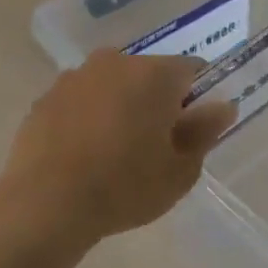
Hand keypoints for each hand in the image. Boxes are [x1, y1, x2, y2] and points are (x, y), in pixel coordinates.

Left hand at [2, 52, 237, 241]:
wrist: (45, 204)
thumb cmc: (125, 187)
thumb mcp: (180, 171)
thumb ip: (204, 132)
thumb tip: (222, 107)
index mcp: (154, 74)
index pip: (192, 70)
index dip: (199, 98)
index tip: (192, 131)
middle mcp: (114, 63)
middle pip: (149, 75)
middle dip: (157, 102)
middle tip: (155, 147)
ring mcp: (74, 78)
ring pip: (112, 86)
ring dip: (120, 107)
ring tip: (115, 153)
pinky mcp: (44, 99)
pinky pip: (80, 102)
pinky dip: (87, 119)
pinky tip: (83, 156)